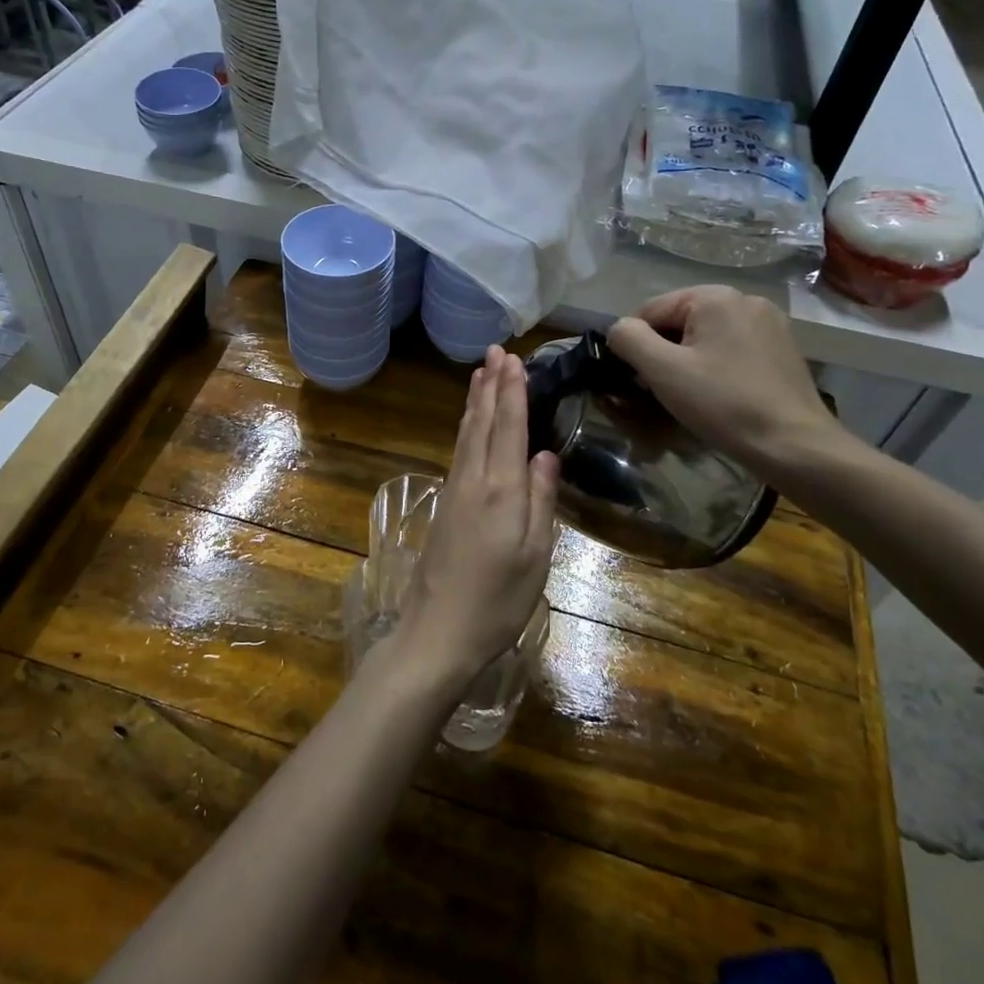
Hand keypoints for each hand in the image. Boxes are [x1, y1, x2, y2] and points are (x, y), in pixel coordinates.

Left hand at [390, 346, 559, 696]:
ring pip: (465, 434)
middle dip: (490, 385)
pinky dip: (466, 427)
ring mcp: (453, 491)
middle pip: (481, 422)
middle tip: (495, 351)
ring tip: (479, 374)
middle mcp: (472, 480)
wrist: (438, 632)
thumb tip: (545, 454)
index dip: (512, 391)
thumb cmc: (497, 599)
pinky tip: (468, 424)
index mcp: (500, 489)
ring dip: (474, 401)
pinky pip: (458, 451)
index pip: (507, 426)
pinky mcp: (444, 505)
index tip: (514, 359)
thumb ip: (541, 500)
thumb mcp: (535, 555)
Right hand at [606, 286, 838, 471]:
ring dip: (689, 361)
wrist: (794, 445)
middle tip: (667, 391)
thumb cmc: (723, 404)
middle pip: (680, 321)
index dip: (637, 345)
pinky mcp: (783, 348)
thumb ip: (629, 339)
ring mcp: (769, 323)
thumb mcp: (662, 371)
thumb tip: (619, 329)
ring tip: (694, 396)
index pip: (650, 311)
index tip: (643, 381)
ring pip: (706, 336)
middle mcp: (745, 298)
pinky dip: (717, 366)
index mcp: (715, 297)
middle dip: (665, 353)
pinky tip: (722, 395)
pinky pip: (732, 348)